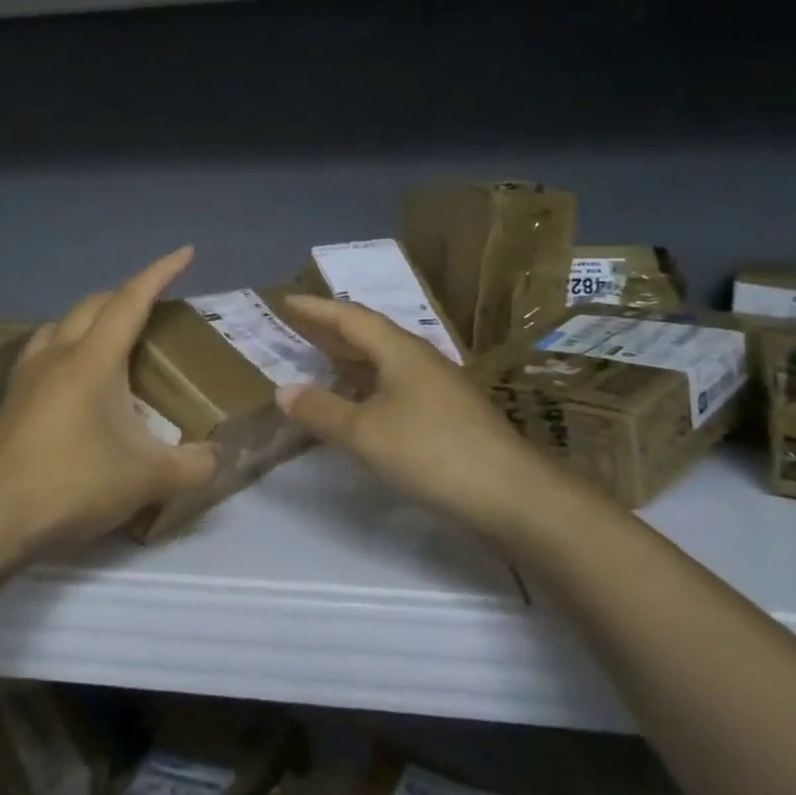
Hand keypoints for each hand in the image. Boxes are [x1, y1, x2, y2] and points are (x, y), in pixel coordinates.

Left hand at [0, 247, 218, 562]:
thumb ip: (195, 466)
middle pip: (93, 305)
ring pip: (62, 324)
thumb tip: (221, 457)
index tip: (185, 253)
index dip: (161, 273)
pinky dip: (67, 345)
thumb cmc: (72, 485)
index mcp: (93, 360)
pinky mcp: (11, 399)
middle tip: (156, 305)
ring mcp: (27, 375)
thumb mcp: (147, 479)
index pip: (131, 300)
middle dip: (127, 294)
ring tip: (115, 337)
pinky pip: (43, 351)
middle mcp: (57, 354)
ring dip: (92, 318)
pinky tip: (74, 377)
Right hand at [275, 294, 556, 534]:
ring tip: (320, 364)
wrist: (511, 494)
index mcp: (400, 351)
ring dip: (350, 359)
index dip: (317, 308)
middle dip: (331, 331)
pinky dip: (368, 385)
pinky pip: (396, 385)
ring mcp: (439, 386)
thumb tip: (284, 390)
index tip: (287, 300)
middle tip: (297, 329)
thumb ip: (321, 410)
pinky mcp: (449, 414)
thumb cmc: (431, 451)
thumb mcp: (364, 433)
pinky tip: (359, 405)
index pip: (351, 318)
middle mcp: (421, 359)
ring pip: (385, 362)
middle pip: (369, 335)